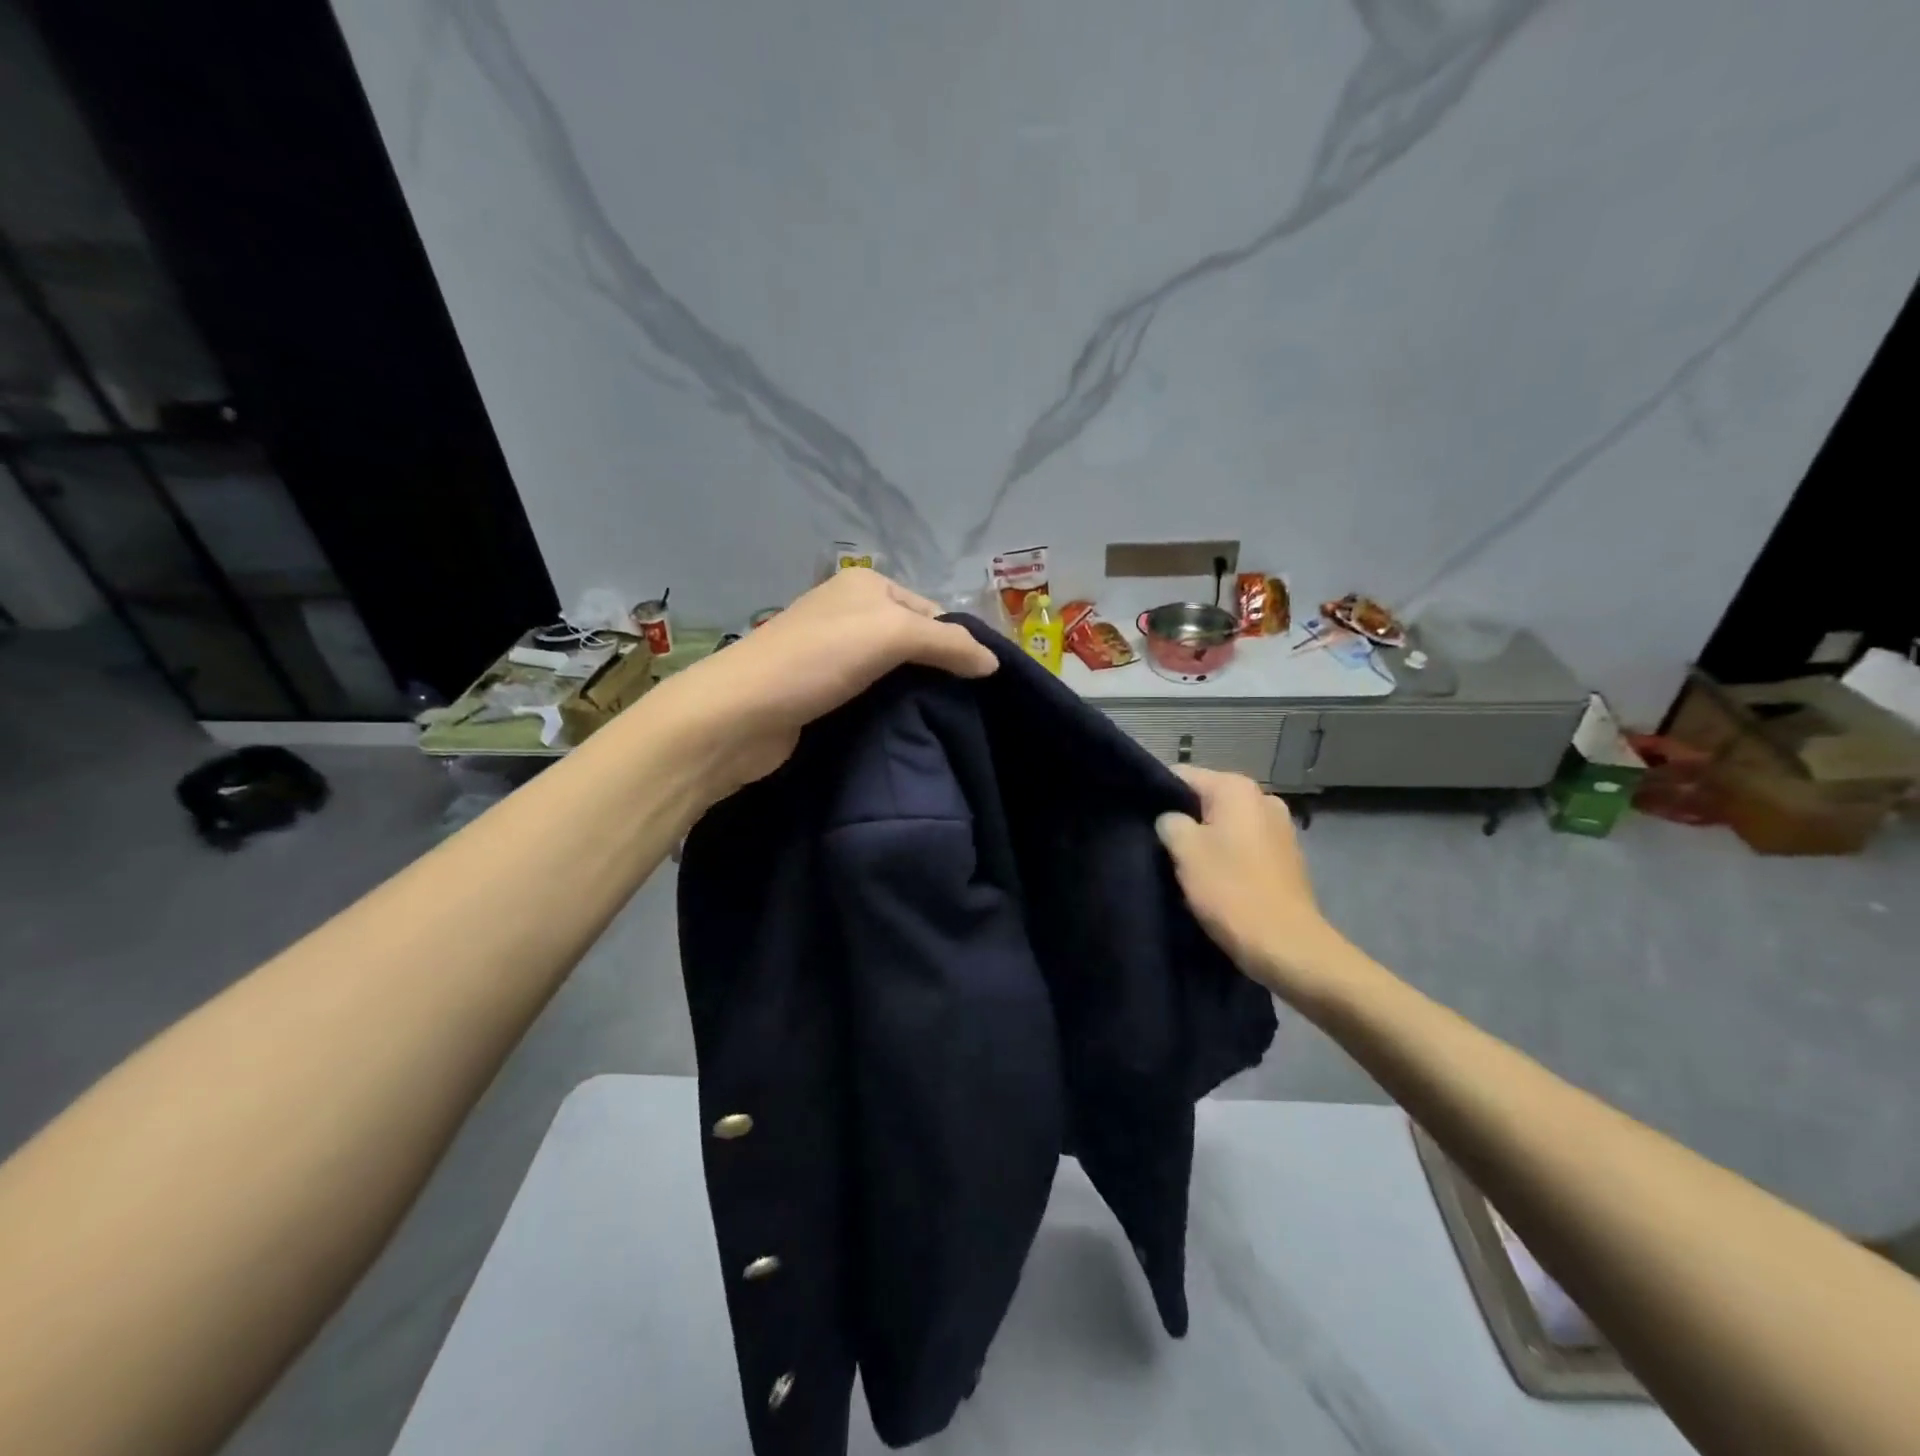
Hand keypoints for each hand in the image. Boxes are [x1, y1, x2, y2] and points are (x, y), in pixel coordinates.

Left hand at [656, 568, 998, 789]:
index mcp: (866, 586)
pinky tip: (903, 731)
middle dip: (936, 671)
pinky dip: (887, 710)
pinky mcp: (819, 692)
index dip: (956, 644)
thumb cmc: (816, 660)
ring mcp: (831, 653)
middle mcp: (848, 612)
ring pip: (891, 672)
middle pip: (913, 641)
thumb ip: (948, 645)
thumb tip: (994, 663)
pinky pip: (870, 696)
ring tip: (939, 724)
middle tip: (962, 709)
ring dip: (912, 695)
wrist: (739, 716)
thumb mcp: (891, 636)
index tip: (978, 685)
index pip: (932, 612)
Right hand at [1154, 767, 1357, 1008]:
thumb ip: (1168, 822)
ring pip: (1223, 825)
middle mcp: (1263, 799)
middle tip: (1154, 845)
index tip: (1136, 817)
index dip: (1155, 794)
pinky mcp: (1284, 858)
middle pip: (1205, 800)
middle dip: (1180, 819)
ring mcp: (1278, 829)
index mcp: (1237, 789)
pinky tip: (1209, 880)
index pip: (1181, 776)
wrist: (1287, 947)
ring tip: (1179, 866)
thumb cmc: (1231, 891)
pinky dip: (1224, 857)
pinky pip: (1241, 846)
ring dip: (1202, 841)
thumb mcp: (1185, 851)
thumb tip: (1169, 820)